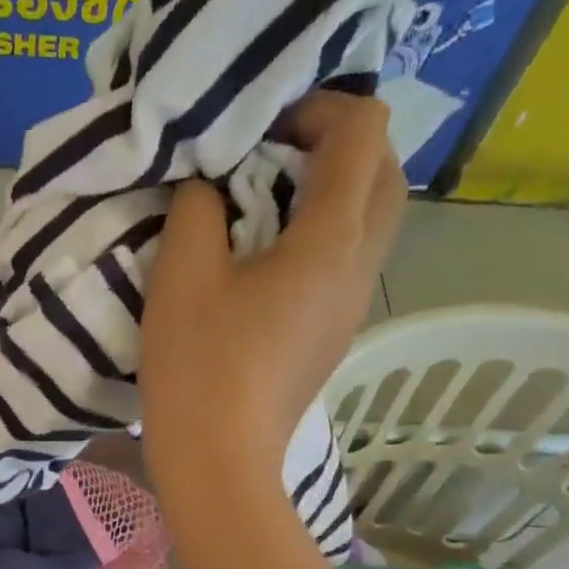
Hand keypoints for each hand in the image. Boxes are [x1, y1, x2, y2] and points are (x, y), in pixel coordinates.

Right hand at [140, 92, 403, 490]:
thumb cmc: (199, 364)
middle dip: (340, 145)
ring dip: (332, 193)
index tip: (261, 126)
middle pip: (385, 176)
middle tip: (274, 153)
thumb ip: (197, 206)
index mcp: (332, 240)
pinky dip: (320, 236)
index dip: (319, 106)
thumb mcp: (182, 272)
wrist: (218, 462)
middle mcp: (359, 268)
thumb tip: (208, 188)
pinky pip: (345, 264)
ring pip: (370, 224)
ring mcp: (350, 309)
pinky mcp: (331, 338)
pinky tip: (265, 260)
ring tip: (265, 202)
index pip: (364, 131)